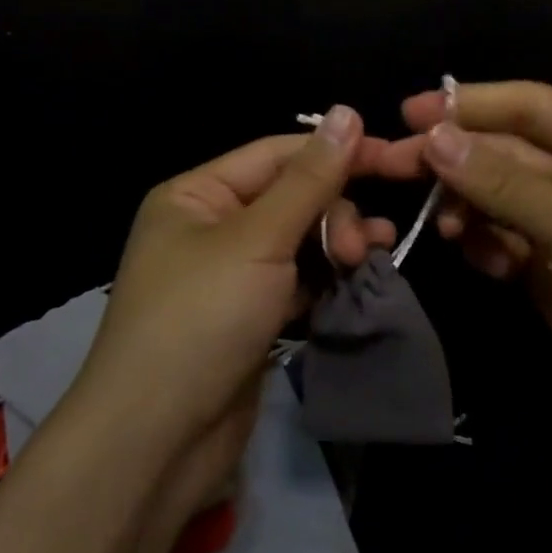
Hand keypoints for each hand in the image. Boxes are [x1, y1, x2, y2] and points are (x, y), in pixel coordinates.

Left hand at [66, 106, 398, 522]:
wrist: (156, 441)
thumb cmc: (200, 319)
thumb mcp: (257, 239)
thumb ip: (309, 179)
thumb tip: (347, 111)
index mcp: (197, 194)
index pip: (278, 154)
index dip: (336, 152)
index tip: (395, 158)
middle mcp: (212, 226)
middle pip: (292, 196)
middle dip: (333, 211)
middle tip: (357, 246)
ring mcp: (231, 275)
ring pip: (300, 240)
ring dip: (337, 243)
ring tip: (370, 257)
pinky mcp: (251, 317)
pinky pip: (298, 281)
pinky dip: (327, 279)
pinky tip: (358, 282)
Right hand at [388, 81, 551, 467]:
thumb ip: (503, 184)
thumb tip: (433, 137)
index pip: (529, 106)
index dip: (469, 105)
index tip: (409, 112)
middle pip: (504, 152)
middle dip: (453, 159)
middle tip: (391, 164)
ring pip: (496, 197)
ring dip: (465, 206)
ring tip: (445, 226)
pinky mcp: (549, 269)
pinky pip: (501, 238)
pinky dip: (483, 244)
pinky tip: (480, 259)